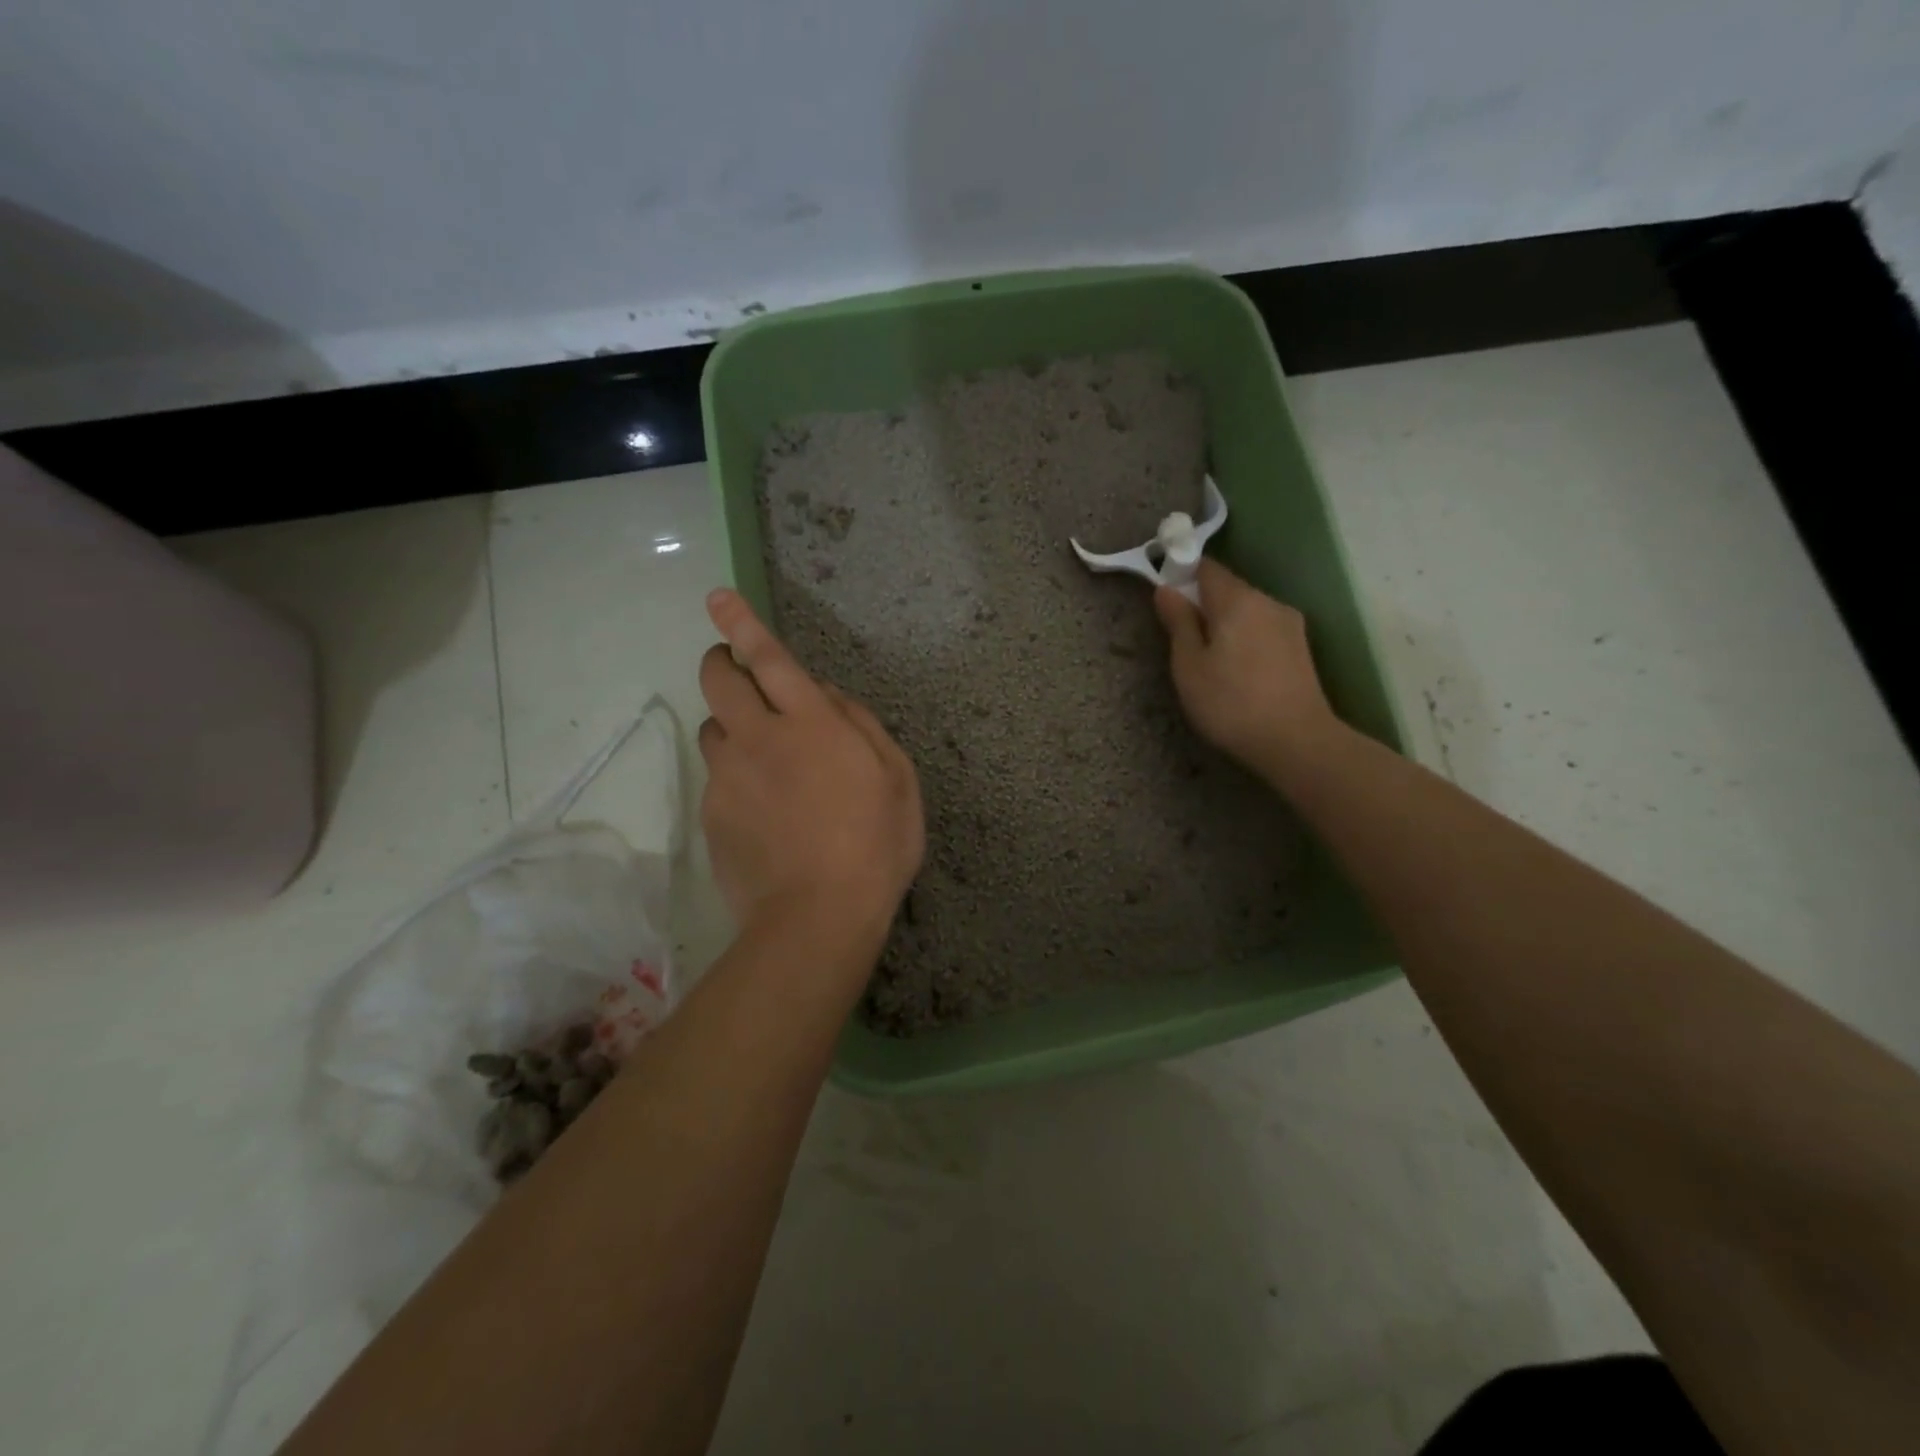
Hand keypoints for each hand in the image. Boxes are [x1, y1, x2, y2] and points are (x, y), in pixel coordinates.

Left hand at [697, 589, 923, 947]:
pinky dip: (735, 778)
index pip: (769, 658)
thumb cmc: (875, 845)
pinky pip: (717, 779)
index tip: (717, 596)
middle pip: (719, 680)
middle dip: (722, 663)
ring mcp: (728, 777)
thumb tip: (827, 696)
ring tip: (765, 761)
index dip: (742, 623)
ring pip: (713, 729)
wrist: (816, 918)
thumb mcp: (897, 779)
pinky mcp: (711, 814)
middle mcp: (759, 739)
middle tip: (740, 674)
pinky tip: (764, 814)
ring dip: (733, 727)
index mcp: (811, 724)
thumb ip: (861, 724)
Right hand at [1153, 559, 1340, 785]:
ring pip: (1247, 611)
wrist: (1296, 741)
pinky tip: (1237, 670)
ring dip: (1225, 624)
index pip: (1206, 567)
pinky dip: (1244, 639)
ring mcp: (1289, 623)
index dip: (1181, 574)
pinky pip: (1262, 629)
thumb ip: (1178, 623)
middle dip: (1203, 604)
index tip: (1165, 600)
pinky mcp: (1300, 647)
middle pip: (1228, 589)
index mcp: (1237, 600)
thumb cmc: (1230, 703)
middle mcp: (1268, 601)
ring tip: (1209, 661)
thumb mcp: (1188, 666)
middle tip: (1181, 639)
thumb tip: (1166, 590)